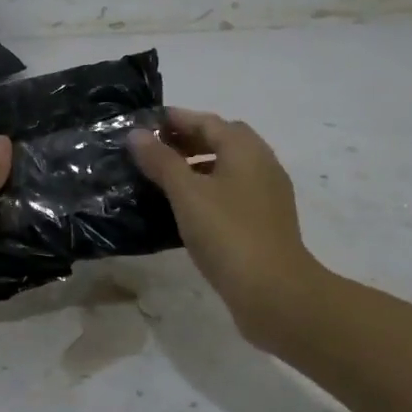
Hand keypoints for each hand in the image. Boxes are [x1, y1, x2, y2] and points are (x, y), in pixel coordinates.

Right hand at [129, 110, 320, 348]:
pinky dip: (209, 190)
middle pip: (221, 140)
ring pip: (228, 168)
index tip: (144, 125)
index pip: (207, 121)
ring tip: (163, 180)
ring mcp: (267, 194)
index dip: (175, 119)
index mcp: (245, 149)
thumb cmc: (227, 234)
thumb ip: (161, 161)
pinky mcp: (265, 221)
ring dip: (197, 166)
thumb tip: (137, 134)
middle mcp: (261, 164)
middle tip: (152, 151)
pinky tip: (186, 210)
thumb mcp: (187, 194)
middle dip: (187, 140)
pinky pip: (232, 192)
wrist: (274, 291)